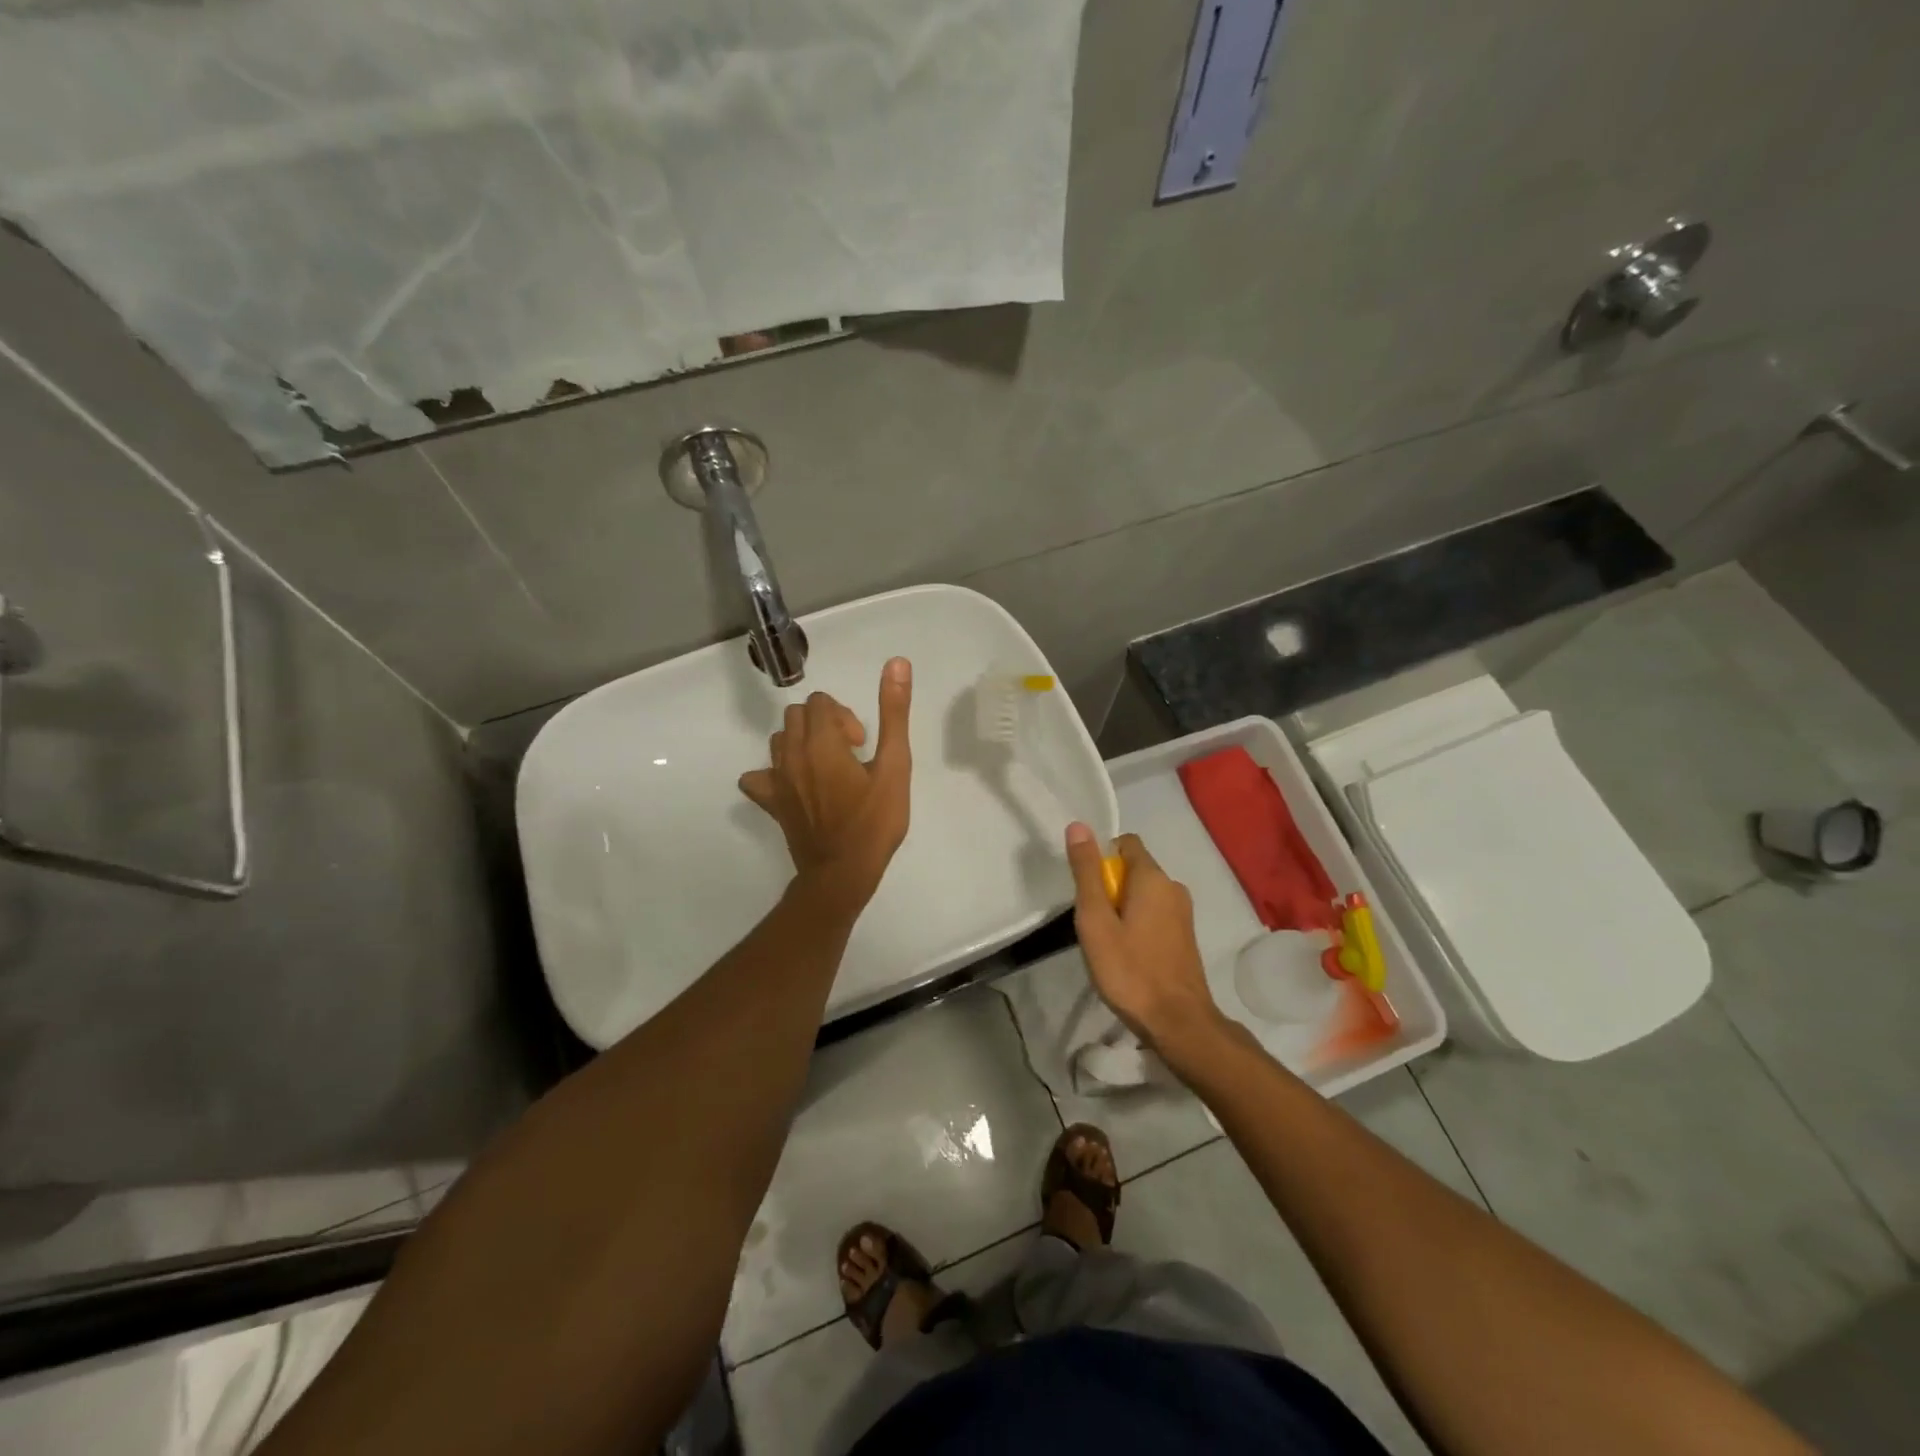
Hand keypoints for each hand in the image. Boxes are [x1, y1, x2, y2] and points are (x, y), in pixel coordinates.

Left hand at [738, 658, 912, 916]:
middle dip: (824, 724)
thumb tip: (897, 663)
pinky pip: (757, 776)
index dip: (845, 717)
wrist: (842, 873)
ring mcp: (776, 779)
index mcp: (821, 742)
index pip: (820, 702)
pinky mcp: (770, 802)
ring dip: (802, 743)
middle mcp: (791, 754)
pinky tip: (794, 787)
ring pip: (780, 740)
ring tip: (827, 769)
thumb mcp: (896, 766)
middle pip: (798, 715)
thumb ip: (894, 713)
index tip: (862, 744)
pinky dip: (773, 773)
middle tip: (849, 754)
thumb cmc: (874, 822)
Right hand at [1065, 825, 1224, 1060]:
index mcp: (1153, 877)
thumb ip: (1087, 872)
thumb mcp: (1096, 920)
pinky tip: (1128, 955)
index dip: (1101, 859)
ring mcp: (1183, 912)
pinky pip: (1155, 913)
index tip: (1088, 890)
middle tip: (1094, 923)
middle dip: (1109, 887)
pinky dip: (1138, 923)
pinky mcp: (1186, 935)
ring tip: (1108, 942)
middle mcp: (1173, 887)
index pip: (1125, 843)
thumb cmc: (1130, 969)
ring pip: (1143, 894)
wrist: (1178, 1022)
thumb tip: (1079, 826)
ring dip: (1122, 908)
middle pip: (1133, 869)